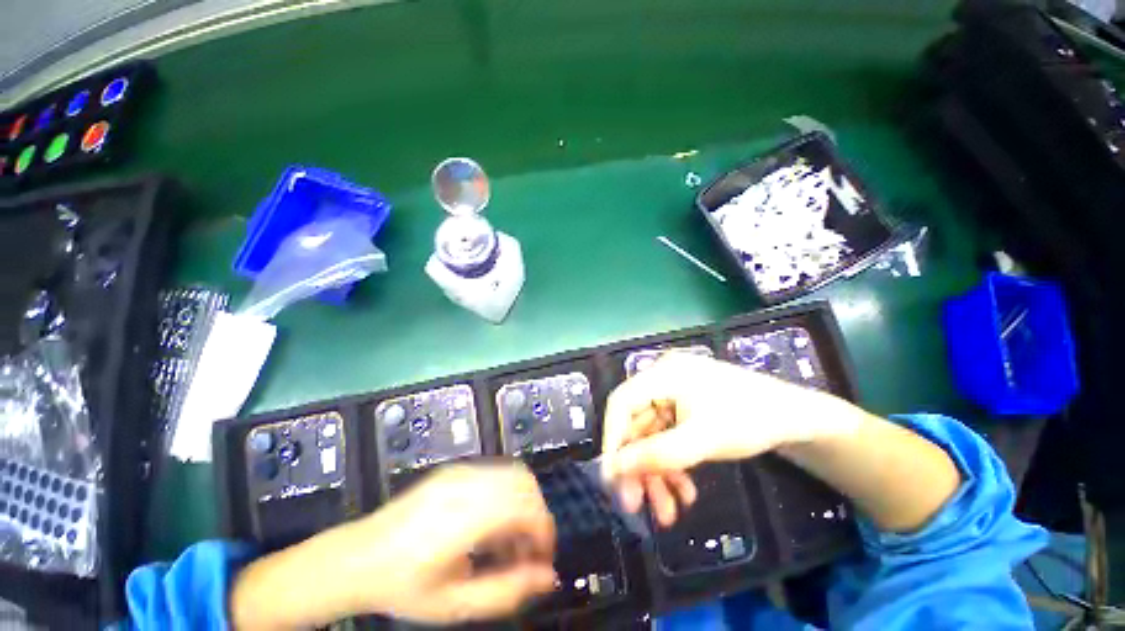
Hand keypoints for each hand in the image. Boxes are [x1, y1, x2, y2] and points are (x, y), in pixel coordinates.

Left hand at [351, 462, 557, 623]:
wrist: (357, 557)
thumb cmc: (404, 587)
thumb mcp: (455, 604)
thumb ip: (507, 591)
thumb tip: (547, 577)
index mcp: (465, 517)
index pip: (526, 506)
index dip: (544, 530)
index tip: (542, 558)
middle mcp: (466, 484)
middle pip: (525, 482)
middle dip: (536, 514)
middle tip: (526, 550)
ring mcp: (459, 472)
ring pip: (513, 473)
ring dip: (522, 502)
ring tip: (508, 540)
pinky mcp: (454, 470)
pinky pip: (495, 473)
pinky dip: (506, 494)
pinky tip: (490, 524)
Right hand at [600, 352, 852, 525]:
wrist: (795, 417)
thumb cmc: (749, 420)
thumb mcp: (702, 440)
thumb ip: (656, 455)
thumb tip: (612, 470)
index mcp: (662, 374)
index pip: (621, 402)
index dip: (612, 438)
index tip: (613, 477)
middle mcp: (662, 380)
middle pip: (637, 424)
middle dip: (639, 467)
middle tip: (637, 506)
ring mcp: (673, 395)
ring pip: (652, 436)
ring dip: (658, 473)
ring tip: (668, 512)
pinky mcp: (684, 408)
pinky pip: (668, 437)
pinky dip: (673, 464)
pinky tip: (684, 491)